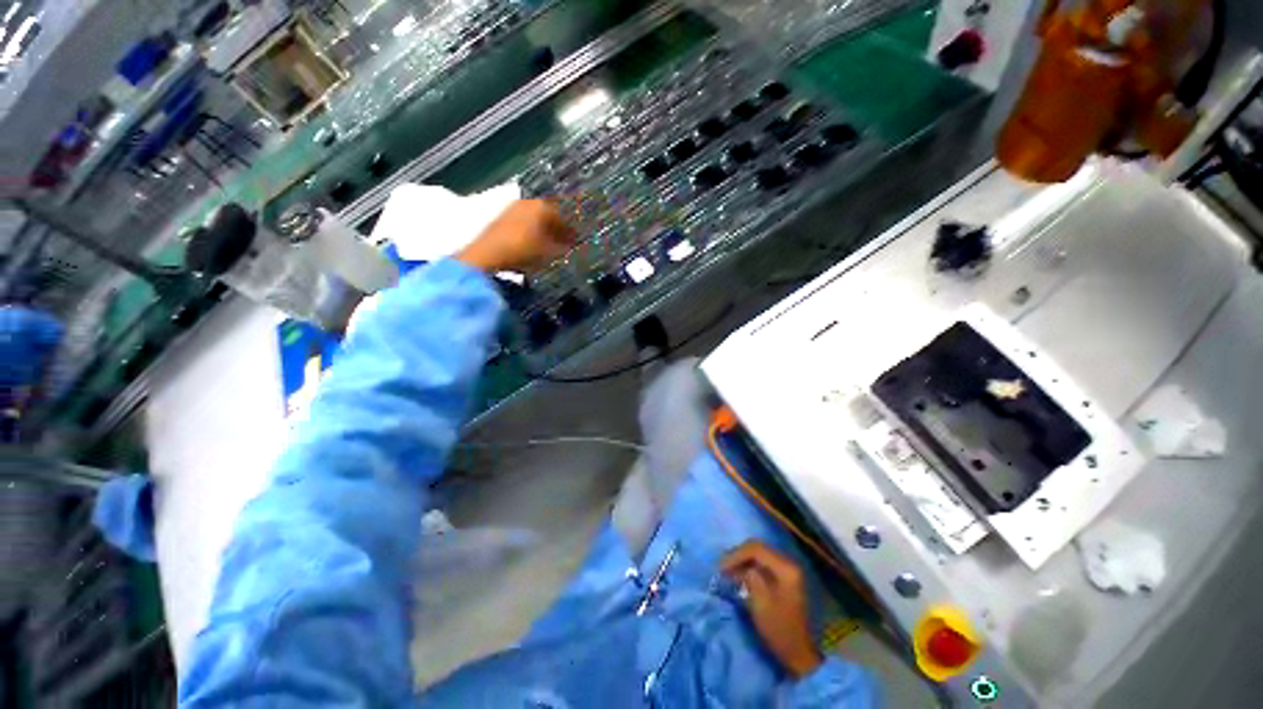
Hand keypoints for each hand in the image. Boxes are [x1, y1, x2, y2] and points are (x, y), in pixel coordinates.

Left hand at [455, 199, 576, 273]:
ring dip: (544, 230)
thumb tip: (570, 244)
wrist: (487, 255)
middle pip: (548, 215)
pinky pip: (524, 223)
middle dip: (557, 228)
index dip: (570, 230)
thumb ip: (562, 247)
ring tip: (549, 245)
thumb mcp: (548, 252)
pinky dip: (531, 232)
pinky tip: (532, 244)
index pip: (563, 216)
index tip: (575, 241)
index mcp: (542, 206)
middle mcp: (528, 202)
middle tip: (564, 242)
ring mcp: (513, 208)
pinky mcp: (502, 218)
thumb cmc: (523, 251)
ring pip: (535, 218)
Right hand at [722, 541, 822, 678]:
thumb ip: (751, 579)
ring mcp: (787, 569)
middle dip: (738, 554)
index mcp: (786, 569)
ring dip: (742, 559)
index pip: (756, 550)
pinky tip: (739, 574)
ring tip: (727, 569)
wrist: (799, 652)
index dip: (736, 554)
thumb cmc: (780, 630)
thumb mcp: (761, 604)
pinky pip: (763, 562)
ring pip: (760, 554)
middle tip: (722, 566)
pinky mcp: (784, 577)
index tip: (721, 567)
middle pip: (758, 548)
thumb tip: (742, 567)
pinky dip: (749, 565)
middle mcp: (788, 563)